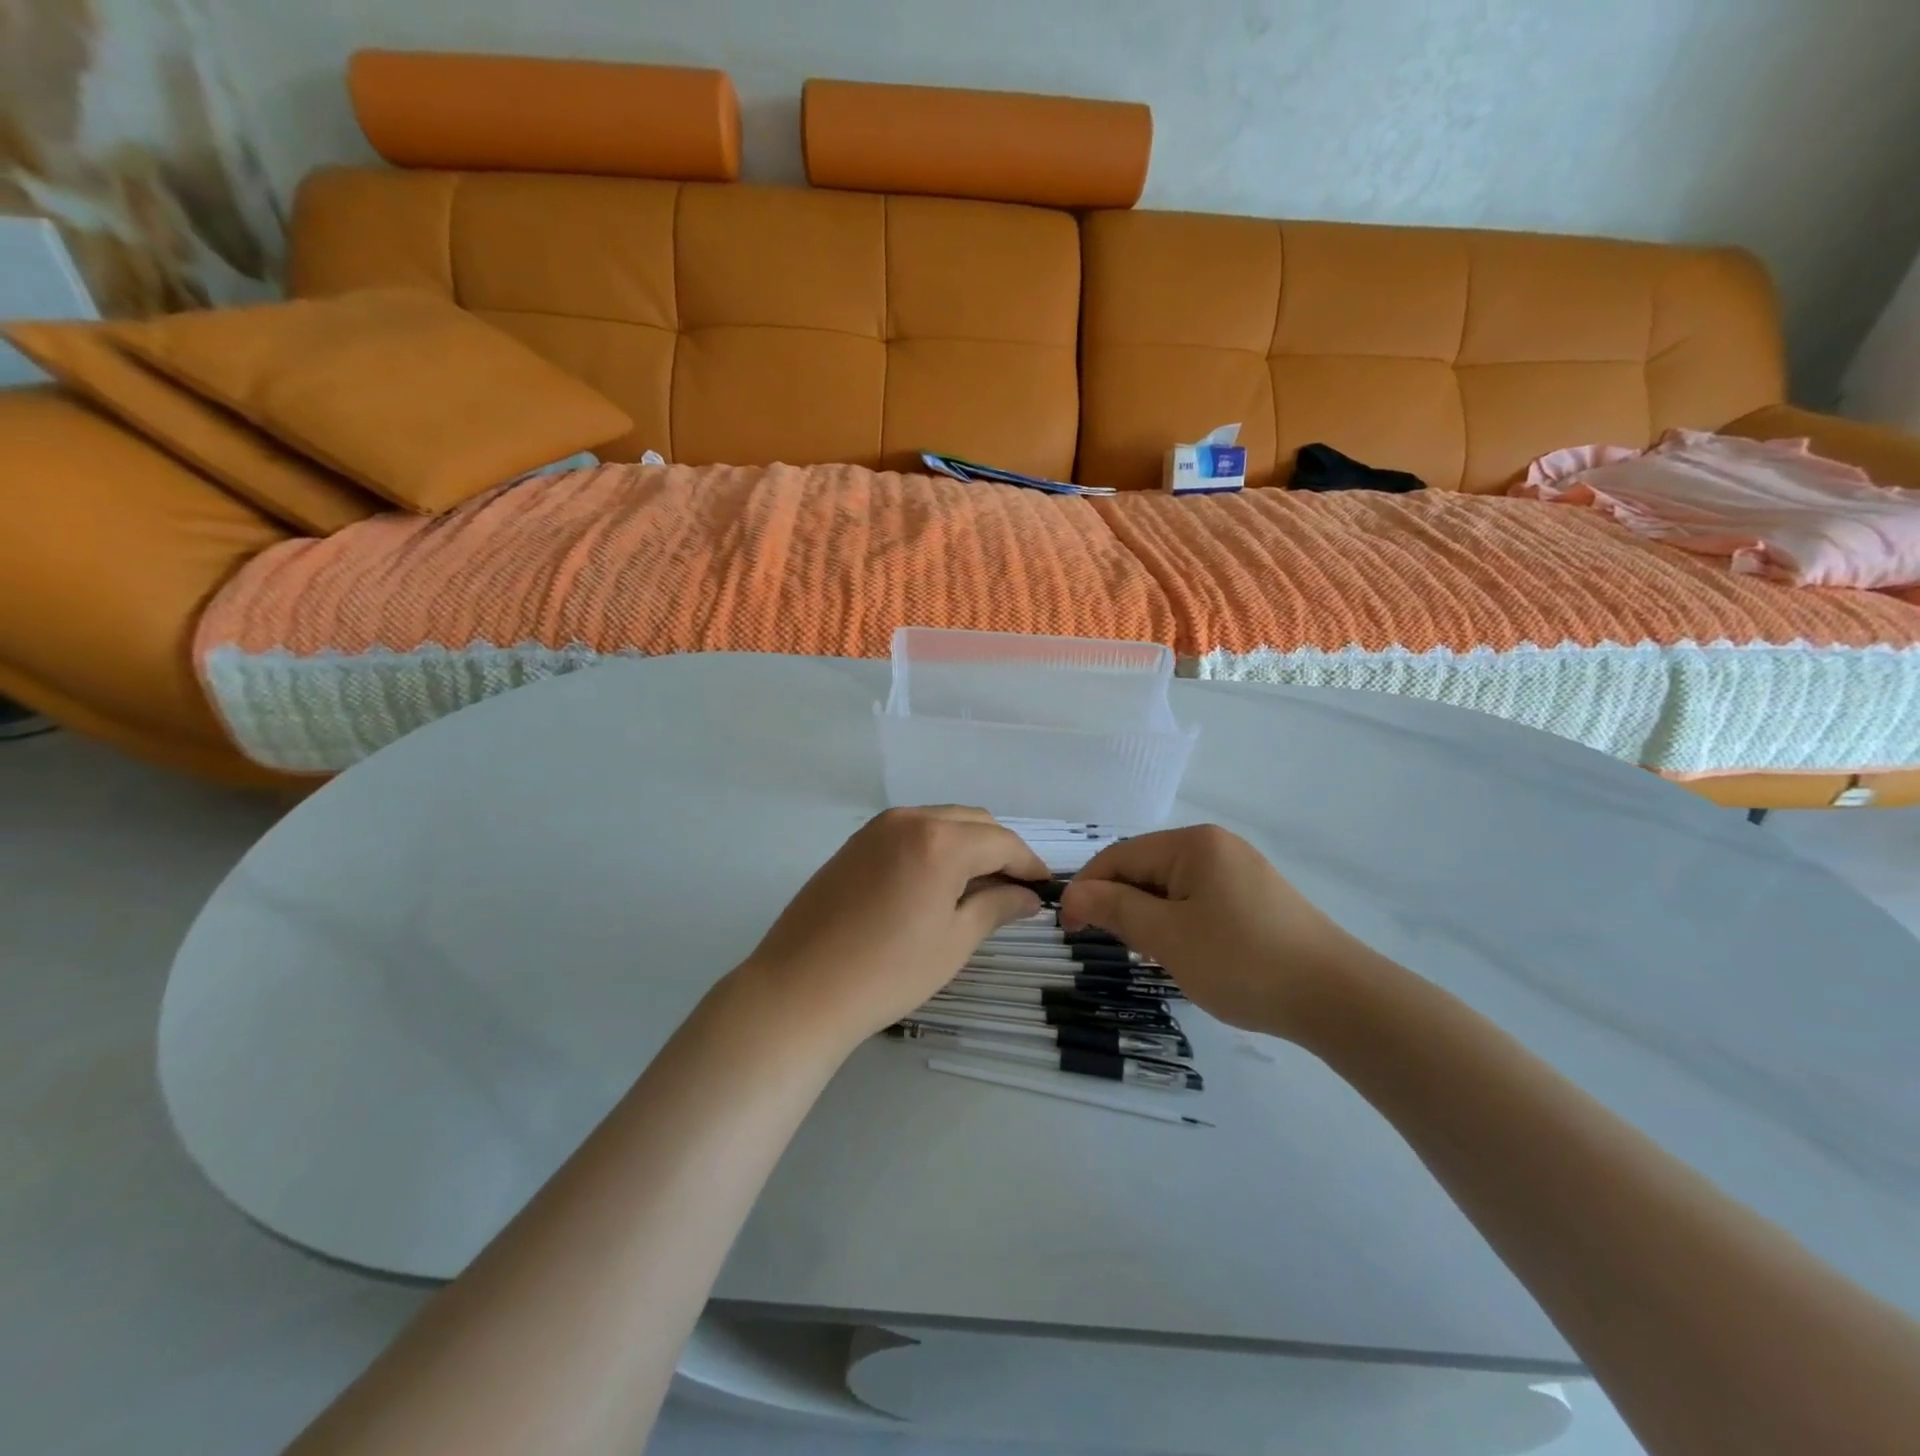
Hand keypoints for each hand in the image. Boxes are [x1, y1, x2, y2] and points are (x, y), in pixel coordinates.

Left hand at [735, 807, 1048, 1050]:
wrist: (800, 989)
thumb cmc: (887, 972)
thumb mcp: (954, 942)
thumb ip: (996, 907)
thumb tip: (1027, 895)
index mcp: (940, 840)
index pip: (1001, 841)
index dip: (1028, 863)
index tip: (1044, 888)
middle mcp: (910, 819)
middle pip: (973, 822)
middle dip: (1000, 850)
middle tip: (1014, 891)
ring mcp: (877, 828)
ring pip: (941, 822)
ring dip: (968, 845)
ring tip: (977, 889)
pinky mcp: (856, 842)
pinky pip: (911, 831)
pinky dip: (936, 846)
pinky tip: (936, 882)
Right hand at [1059, 825, 1367, 1040]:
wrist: (1338, 999)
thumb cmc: (1243, 961)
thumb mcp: (1167, 937)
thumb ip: (1115, 909)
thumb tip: (1072, 894)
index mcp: (1193, 844)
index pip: (1119, 856)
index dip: (1087, 889)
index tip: (1068, 929)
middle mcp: (1216, 847)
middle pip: (1146, 869)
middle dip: (1122, 905)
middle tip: (1119, 948)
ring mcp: (1240, 872)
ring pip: (1171, 889)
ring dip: (1150, 918)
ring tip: (1156, 957)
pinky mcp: (1257, 899)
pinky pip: (1199, 902)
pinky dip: (1180, 925)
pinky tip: (1189, 955)